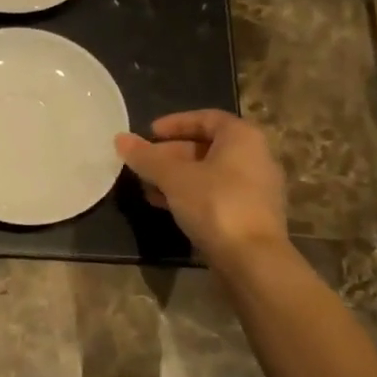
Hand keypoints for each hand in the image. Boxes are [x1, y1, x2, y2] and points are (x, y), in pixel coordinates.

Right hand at [115, 110, 289, 263]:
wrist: (252, 258)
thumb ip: (147, 157)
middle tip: (143, 163)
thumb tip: (120, 139)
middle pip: (207, 146)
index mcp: (242, 137)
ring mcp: (256, 187)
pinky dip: (191, 194)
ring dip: (177, 177)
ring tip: (148, 187)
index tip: (149, 133)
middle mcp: (255, 156)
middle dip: (171, 154)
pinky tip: (166, 206)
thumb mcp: (174, 178)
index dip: (175, 123)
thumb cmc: (215, 204)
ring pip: (210, 173)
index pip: (207, 118)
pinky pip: (216, 193)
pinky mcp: (250, 214)